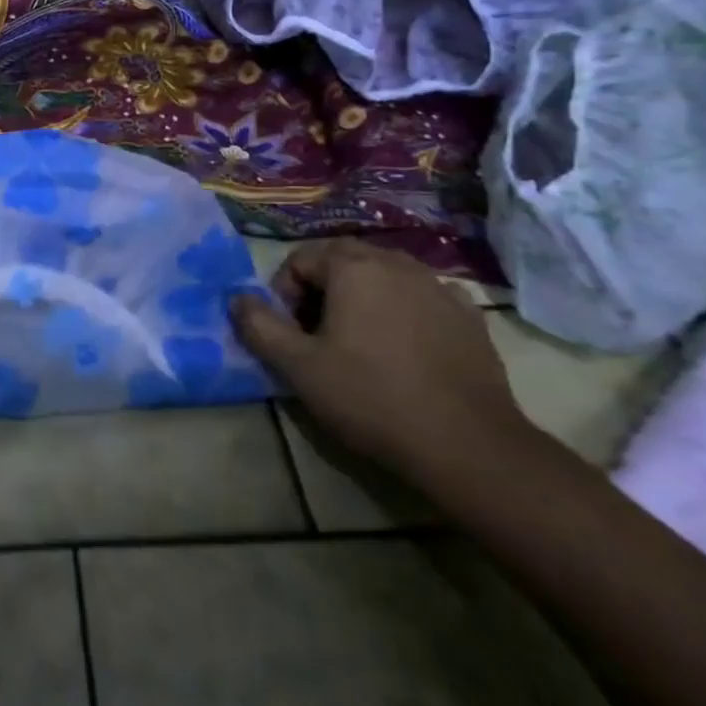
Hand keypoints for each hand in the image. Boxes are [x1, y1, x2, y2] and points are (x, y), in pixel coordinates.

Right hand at [230, 240, 533, 483]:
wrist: (468, 446)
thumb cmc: (371, 398)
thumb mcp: (298, 367)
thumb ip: (259, 326)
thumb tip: (237, 298)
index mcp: (354, 268)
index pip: (300, 259)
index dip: (283, 292)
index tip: (290, 333)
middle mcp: (397, 264)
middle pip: (342, 259)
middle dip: (320, 288)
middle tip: (316, 334)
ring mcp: (438, 287)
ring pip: (383, 274)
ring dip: (360, 296)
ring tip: (358, 342)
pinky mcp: (468, 317)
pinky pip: (421, 297)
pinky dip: (402, 309)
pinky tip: (403, 347)